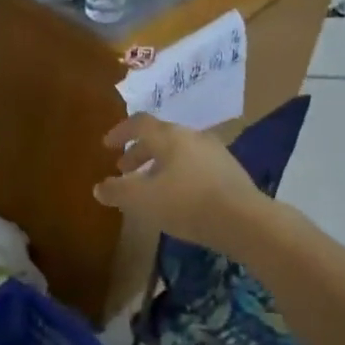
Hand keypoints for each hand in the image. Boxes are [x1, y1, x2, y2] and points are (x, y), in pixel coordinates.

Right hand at [93, 114, 272, 255]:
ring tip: (150, 185)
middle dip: (139, 152)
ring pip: (179, 152)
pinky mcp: (231, 172)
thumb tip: (99, 187)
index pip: (139, 123)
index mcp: (169, 136)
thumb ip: (117, 191)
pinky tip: (178, 197)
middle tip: (124, 169)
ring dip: (160, 164)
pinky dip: (179, 175)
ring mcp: (216, 153)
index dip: (120, 132)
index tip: (107, 145)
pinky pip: (196, 166)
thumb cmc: (186, 203)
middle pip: (160, 137)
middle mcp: (193, 137)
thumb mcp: (142, 200)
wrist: (245, 221)